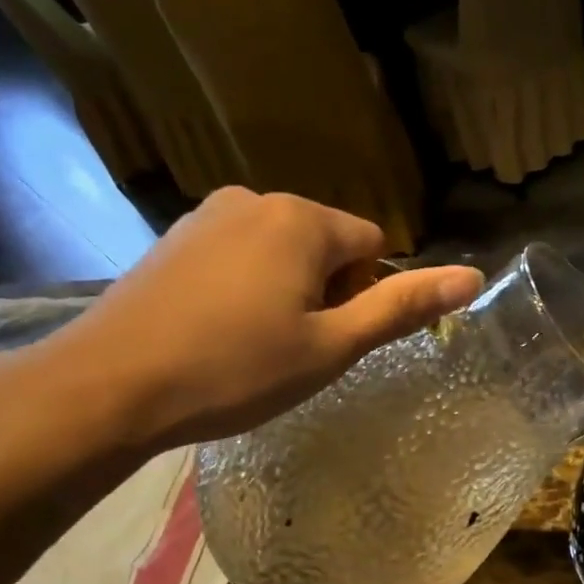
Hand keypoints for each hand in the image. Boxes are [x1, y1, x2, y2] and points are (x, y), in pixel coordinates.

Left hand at [48, 188, 482, 454]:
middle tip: (298, 351)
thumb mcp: (332, 346)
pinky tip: (220, 333)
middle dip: (329, 292)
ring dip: (289, 292)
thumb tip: (473, 277)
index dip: (368, 296)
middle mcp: (256, 199)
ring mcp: (208, 215)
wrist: (111, 385)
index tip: (336, 341)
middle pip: (328, 244)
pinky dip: (247, 289)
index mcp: (303, 219)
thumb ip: (402, 307)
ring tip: (257, 347)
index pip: (373, 245)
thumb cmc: (236, 369)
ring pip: (282, 251)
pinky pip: (239, 256)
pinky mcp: (174, 239)